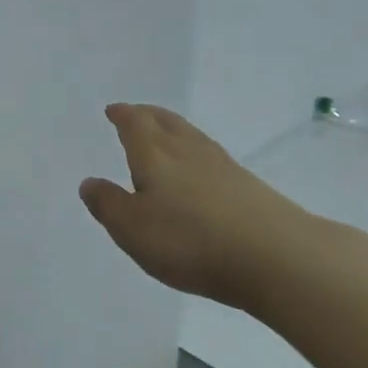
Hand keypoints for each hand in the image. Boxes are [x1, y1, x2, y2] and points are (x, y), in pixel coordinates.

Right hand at [80, 104, 333, 312]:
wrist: (278, 258)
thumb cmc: (190, 241)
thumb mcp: (132, 229)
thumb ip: (108, 204)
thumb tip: (90, 182)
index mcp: (155, 156)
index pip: (135, 125)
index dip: (123, 116)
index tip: (114, 110)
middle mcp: (188, 152)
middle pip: (166, 123)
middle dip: (148, 115)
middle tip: (137, 112)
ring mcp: (224, 167)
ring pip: (192, 137)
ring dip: (175, 129)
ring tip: (166, 133)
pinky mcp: (250, 188)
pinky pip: (213, 157)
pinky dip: (197, 153)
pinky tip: (201, 169)